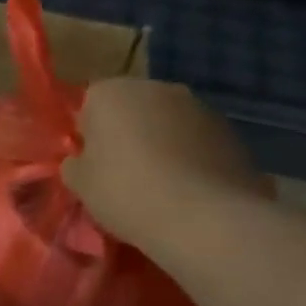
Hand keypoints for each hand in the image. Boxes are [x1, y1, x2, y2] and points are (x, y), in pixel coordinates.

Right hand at [62, 77, 271, 251]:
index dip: (89, 134)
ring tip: (161, 185)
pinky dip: (190, 157)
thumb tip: (81, 161)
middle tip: (124, 173)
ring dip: (161, 143)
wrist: (206, 218)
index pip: (89, 104)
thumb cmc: (127, 192)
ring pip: (167, 122)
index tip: (93, 164)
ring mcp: (197, 106)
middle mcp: (155, 87)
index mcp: (110, 92)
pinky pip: (197, 140)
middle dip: (127, 133)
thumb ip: (75, 165)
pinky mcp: (230, 130)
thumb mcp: (80, 184)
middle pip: (131, 108)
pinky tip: (189, 190)